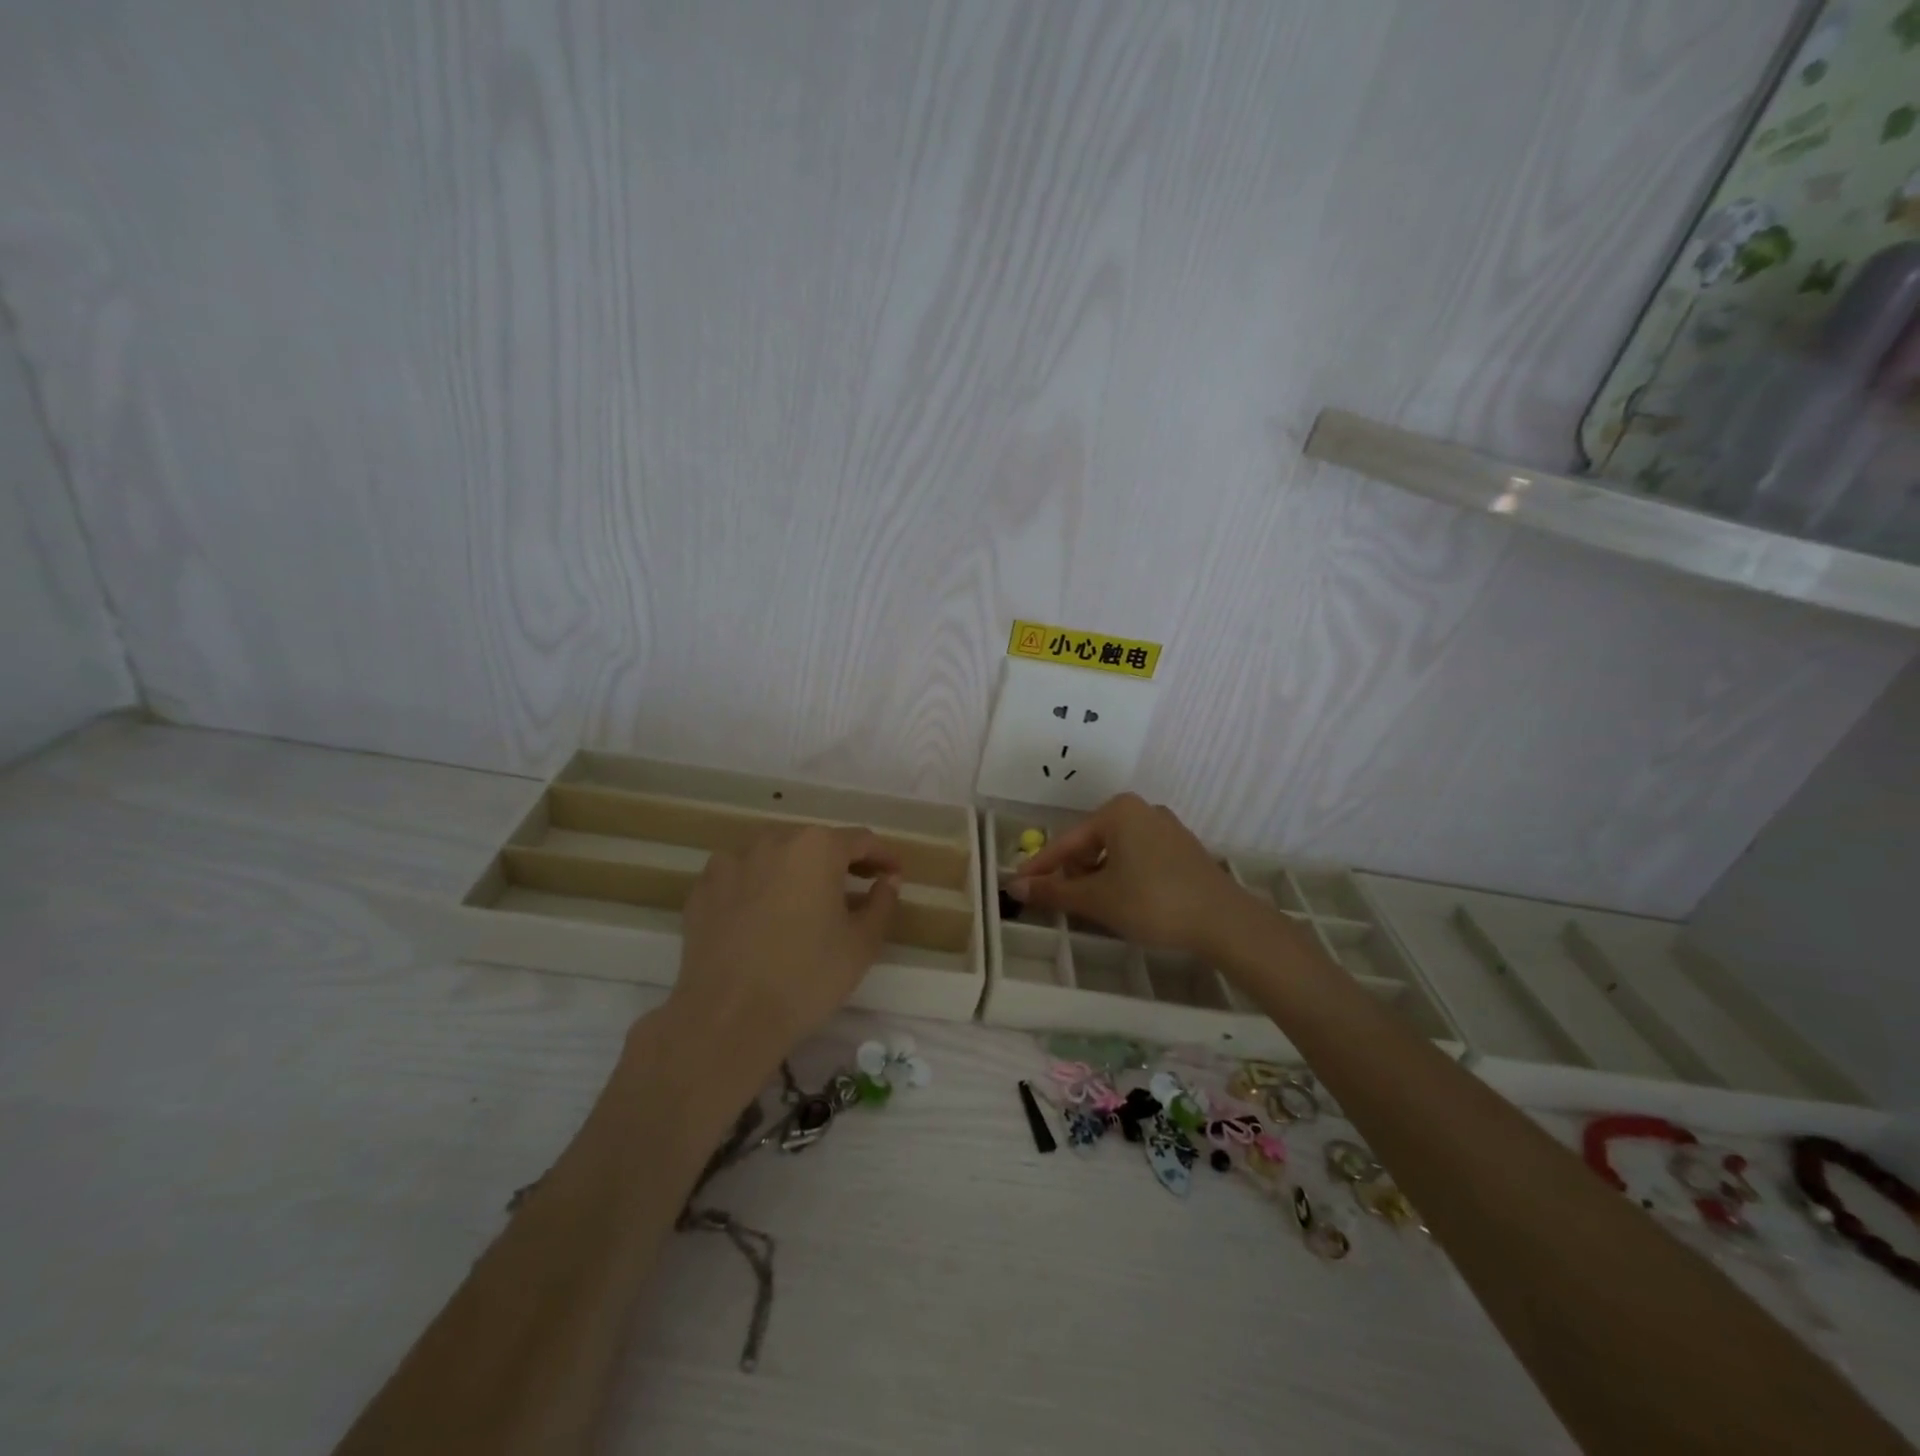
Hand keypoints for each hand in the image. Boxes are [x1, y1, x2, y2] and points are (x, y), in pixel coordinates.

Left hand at [665, 827, 901, 1072]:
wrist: (727, 1018)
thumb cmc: (807, 978)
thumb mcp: (862, 944)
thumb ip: (882, 903)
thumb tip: (887, 880)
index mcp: (817, 847)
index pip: (861, 840)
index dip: (882, 856)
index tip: (894, 874)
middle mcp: (773, 841)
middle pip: (815, 843)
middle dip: (839, 863)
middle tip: (856, 890)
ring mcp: (732, 862)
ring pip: (775, 857)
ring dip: (796, 872)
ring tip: (806, 903)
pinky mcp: (703, 889)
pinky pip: (741, 877)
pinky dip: (758, 887)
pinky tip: (763, 916)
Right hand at [1006, 793, 1248, 954]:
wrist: (1224, 921)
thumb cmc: (1152, 902)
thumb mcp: (1097, 899)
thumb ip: (1054, 891)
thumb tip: (1014, 886)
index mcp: (1117, 811)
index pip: (1067, 842)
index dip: (1041, 867)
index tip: (1018, 884)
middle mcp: (1142, 809)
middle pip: (1092, 843)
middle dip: (1076, 873)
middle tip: (1070, 903)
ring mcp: (1167, 827)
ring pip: (1116, 852)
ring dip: (1100, 877)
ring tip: (1100, 907)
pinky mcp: (1183, 848)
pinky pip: (1140, 858)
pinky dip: (1124, 876)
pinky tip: (1128, 902)